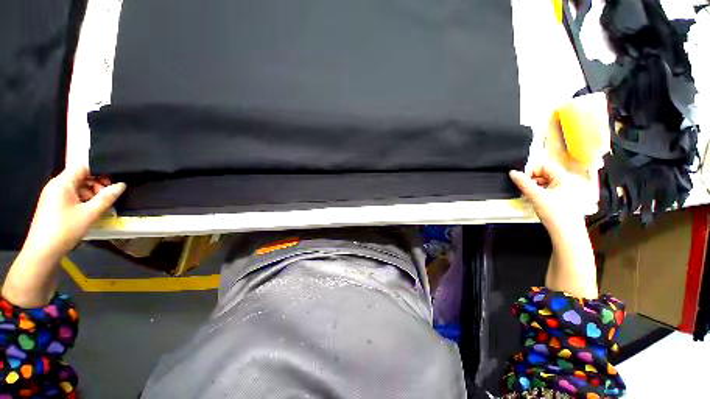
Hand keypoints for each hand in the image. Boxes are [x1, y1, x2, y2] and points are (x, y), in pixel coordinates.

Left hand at [2, 166, 124, 306]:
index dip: (100, 171)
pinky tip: (88, 211)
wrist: (43, 251)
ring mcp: (53, 195)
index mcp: (62, 182)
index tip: (112, 183)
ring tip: (99, 206)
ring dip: (90, 193)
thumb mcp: (90, 213)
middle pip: (80, 177)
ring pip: (76, 187)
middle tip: (108, 197)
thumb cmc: (65, 229)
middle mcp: (56, 185)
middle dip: (96, 184)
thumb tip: (122, 185)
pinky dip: (82, 200)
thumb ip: (107, 197)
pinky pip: (71, 195)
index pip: (83, 167)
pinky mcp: (53, 205)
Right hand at [509, 164, 590, 235]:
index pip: (544, 165)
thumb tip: (512, 173)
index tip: (522, 181)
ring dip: (537, 187)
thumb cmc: (554, 213)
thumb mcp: (535, 195)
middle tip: (525, 190)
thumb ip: (522, 182)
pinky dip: (543, 192)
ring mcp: (571, 190)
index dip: (530, 171)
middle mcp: (570, 181)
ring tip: (531, 196)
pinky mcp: (569, 198)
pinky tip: (539, 200)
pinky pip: (553, 189)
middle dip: (533, 180)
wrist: (567, 233)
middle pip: (546, 173)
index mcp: (565, 177)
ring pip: (549, 182)